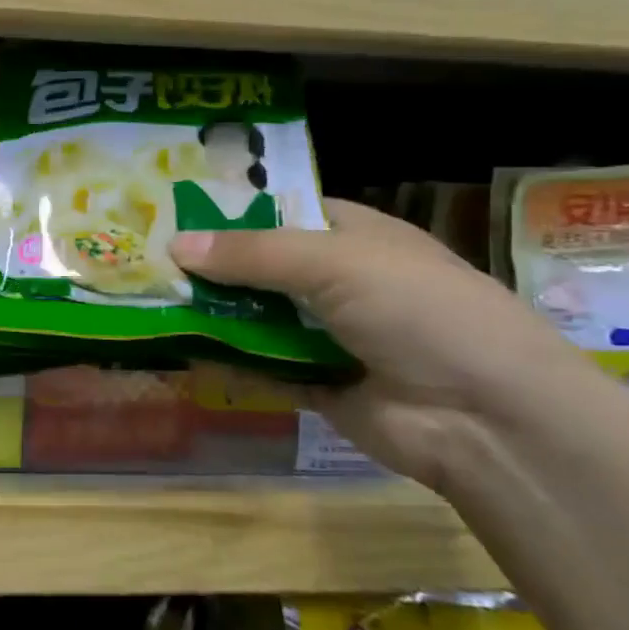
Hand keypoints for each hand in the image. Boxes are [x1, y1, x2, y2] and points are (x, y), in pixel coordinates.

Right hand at [170, 200, 595, 490]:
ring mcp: (327, 334)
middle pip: (258, 267)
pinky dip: (225, 362)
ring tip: (147, 304)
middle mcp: (337, 280)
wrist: (487, 418)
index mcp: (352, 236)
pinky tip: (179, 354)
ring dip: (210, 314)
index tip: (169, 212)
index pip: (279, 212)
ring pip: (255, 317)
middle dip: (208, 266)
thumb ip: (252, 254)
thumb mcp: (336, 262)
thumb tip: (174, 244)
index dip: (228, 211)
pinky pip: (260, 367)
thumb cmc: (419, 310)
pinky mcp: (317, 383)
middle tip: (141, 261)